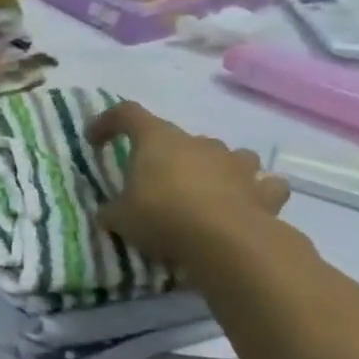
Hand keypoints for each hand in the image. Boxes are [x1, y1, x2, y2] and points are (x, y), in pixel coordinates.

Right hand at [86, 100, 290, 265]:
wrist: (230, 244)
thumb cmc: (163, 217)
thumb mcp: (119, 217)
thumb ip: (113, 209)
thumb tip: (109, 211)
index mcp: (157, 140)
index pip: (126, 114)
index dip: (107, 122)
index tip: (94, 140)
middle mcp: (198, 143)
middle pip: (178, 138)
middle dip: (165, 155)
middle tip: (153, 180)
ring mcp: (236, 164)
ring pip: (225, 154)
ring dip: (213, 167)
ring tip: (203, 188)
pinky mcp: (265, 192)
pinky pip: (262, 184)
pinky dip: (254, 190)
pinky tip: (244, 203)